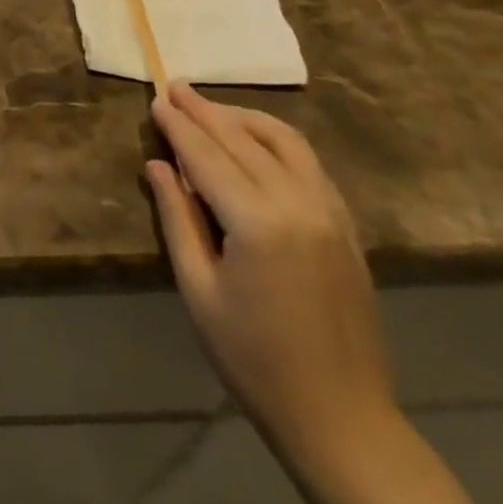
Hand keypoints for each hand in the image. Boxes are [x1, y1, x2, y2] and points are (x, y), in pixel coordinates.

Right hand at [146, 82, 396, 462]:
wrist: (341, 416)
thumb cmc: (252, 358)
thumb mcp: (198, 288)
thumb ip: (177, 218)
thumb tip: (158, 165)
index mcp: (258, 222)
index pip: (207, 156)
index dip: (178, 126)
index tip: (155, 100)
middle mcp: (299, 204)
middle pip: (243, 140)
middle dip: (205, 111)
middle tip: (175, 87)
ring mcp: (331, 212)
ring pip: (284, 141)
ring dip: (243, 118)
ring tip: (210, 108)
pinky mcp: (347, 225)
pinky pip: (308, 163)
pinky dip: (276, 140)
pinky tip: (254, 141)